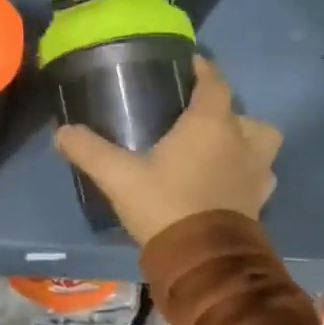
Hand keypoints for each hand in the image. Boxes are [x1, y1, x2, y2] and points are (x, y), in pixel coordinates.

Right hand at [53, 56, 280, 246]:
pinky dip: (248, 173)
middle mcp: (240, 141)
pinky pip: (260, 175)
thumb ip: (90, 151)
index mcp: (210, 125)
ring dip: (246, 140)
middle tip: (198, 119)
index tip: (190, 63)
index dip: (204, 69)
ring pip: (261, 142)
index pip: (214, 83)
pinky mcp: (260, 200)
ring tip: (219, 149)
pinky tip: (227, 183)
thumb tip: (62, 132)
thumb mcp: (119, 178)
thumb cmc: (165, 206)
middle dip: (225, 110)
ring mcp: (256, 172)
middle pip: (242, 113)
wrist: (203, 261)